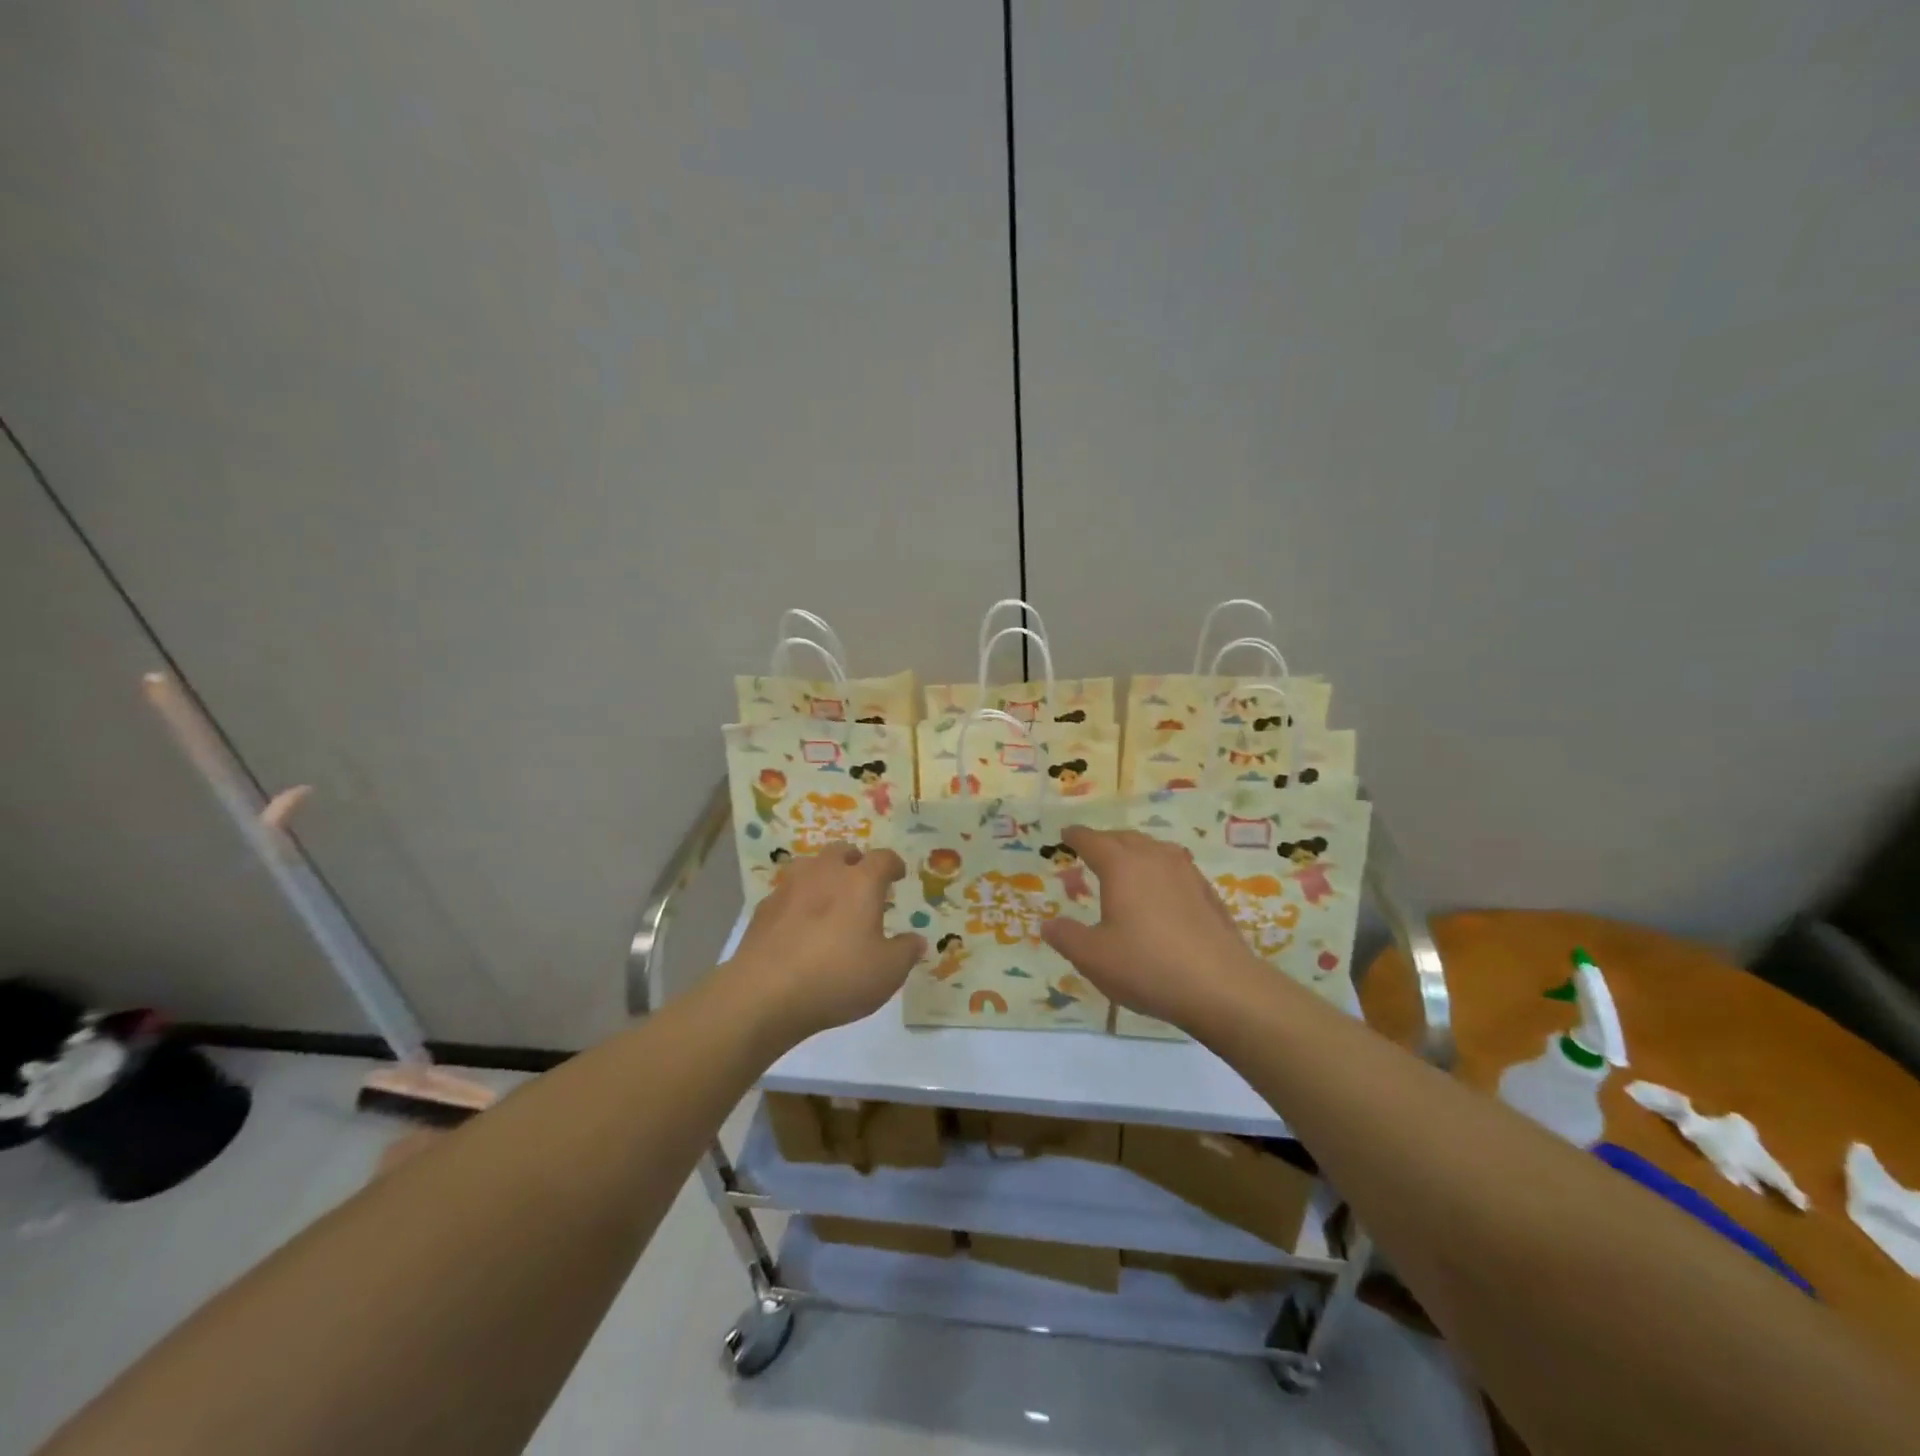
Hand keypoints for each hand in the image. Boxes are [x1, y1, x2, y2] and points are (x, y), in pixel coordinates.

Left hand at [730, 845, 924, 1045]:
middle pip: (842, 851)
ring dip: (823, 874)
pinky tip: (799, 924)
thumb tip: (916, 940)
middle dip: (855, 861)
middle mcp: (825, 873)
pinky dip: (797, 900)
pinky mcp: (763, 908)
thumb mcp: (887, 972)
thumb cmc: (837, 977)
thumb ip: (906, 952)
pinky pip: (787, 893)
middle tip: (862, 881)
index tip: (898, 874)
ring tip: (829, 897)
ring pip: (809, 866)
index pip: (883, 858)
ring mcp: (789, 887)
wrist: (765, 993)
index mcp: (861, 882)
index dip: (893, 864)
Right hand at [1040, 826, 1268, 1031]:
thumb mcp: (1093, 958)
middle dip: (1105, 840)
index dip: (1076, 836)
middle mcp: (1154, 859)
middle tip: (1091, 849)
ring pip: (1154, 849)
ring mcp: (1186, 873)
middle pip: (1125, 838)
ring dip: (1135, 851)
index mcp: (1121, 866)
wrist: (1221, 987)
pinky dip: (1159, 870)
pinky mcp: (1208, 894)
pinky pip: (1176, 868)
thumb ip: (1066, 937)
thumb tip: (1048, 924)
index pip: (1093, 841)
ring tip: (1126, 865)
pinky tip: (1161, 891)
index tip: (1066, 835)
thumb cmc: (1147, 966)